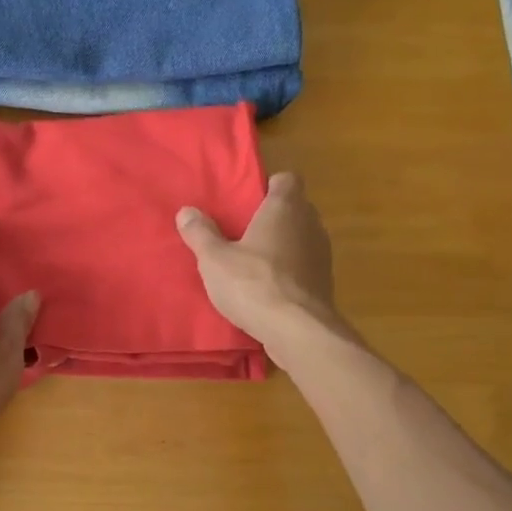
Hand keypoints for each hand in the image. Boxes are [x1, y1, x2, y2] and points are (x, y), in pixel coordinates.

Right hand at [176, 172, 336, 354]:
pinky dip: (290, 271)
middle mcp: (310, 224)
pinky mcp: (325, 283)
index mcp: (285, 208)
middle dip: (273, 217)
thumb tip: (186, 211)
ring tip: (253, 261)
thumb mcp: (215, 259)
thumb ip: (200, 233)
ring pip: (302, 238)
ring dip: (282, 245)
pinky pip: (305, 266)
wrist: (298, 331)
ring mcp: (322, 255)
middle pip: (295, 208)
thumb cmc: (254, 284)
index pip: (287, 179)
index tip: (249, 200)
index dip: (269, 186)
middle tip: (243, 230)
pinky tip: (268, 288)